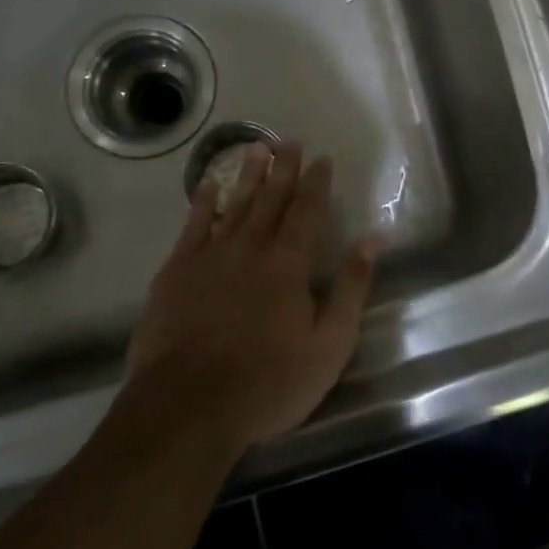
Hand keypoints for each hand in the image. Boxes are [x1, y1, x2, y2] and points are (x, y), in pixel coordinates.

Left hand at [125, 142, 376, 451]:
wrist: (187, 407)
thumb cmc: (268, 382)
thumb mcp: (329, 345)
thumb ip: (352, 288)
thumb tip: (372, 239)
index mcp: (289, 263)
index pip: (308, 211)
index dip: (317, 183)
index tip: (322, 158)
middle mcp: (251, 247)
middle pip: (271, 198)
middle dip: (284, 168)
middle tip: (290, 141)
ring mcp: (210, 256)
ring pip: (234, 204)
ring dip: (247, 175)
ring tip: (256, 148)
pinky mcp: (177, 272)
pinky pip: (193, 226)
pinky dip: (203, 203)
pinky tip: (208, 186)